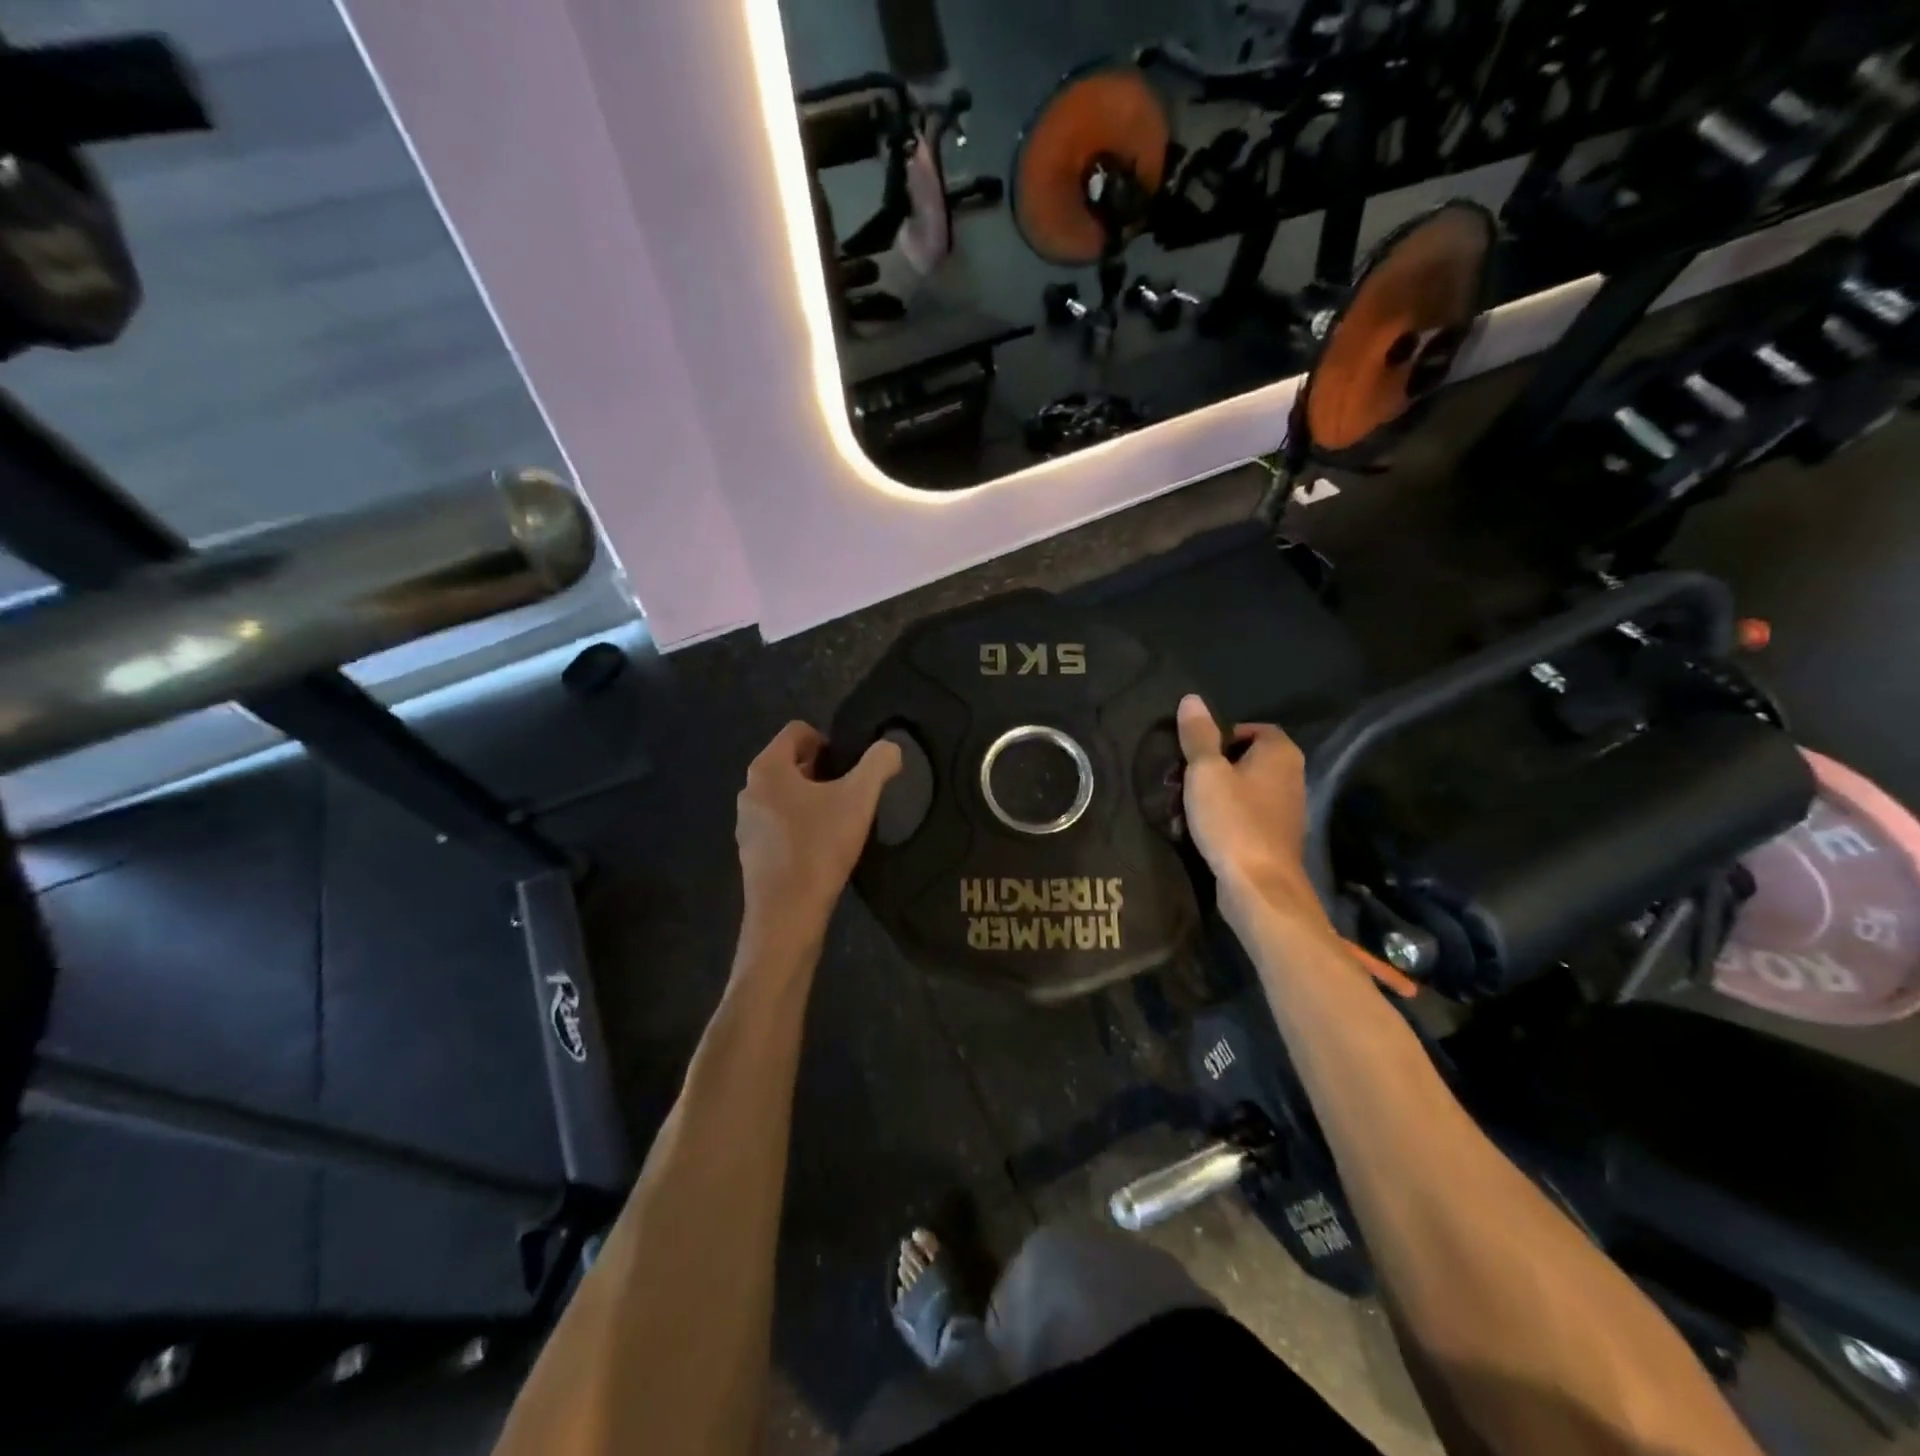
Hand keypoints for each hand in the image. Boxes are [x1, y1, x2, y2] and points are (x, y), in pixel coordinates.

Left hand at [736, 722, 900, 937]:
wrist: (787, 915)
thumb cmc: (819, 847)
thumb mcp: (859, 799)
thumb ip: (878, 764)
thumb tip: (890, 747)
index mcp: (767, 768)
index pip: (797, 731)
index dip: (828, 740)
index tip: (850, 766)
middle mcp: (749, 790)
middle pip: (790, 762)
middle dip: (821, 770)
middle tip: (850, 792)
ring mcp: (746, 823)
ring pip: (784, 795)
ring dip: (810, 799)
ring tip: (838, 821)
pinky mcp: (751, 852)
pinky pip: (778, 823)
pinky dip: (799, 825)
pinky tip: (821, 847)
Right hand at [1175, 695, 1327, 933]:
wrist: (1259, 887)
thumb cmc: (1233, 821)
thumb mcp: (1206, 772)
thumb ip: (1198, 735)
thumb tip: (1192, 699)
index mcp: (1280, 754)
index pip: (1254, 728)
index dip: (1222, 735)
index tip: (1194, 751)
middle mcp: (1291, 777)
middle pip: (1246, 759)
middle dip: (1212, 766)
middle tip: (1182, 778)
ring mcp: (1285, 811)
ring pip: (1243, 789)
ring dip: (1214, 794)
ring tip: (1183, 806)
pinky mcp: (1274, 839)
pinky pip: (1245, 816)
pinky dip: (1223, 817)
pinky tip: (1199, 830)